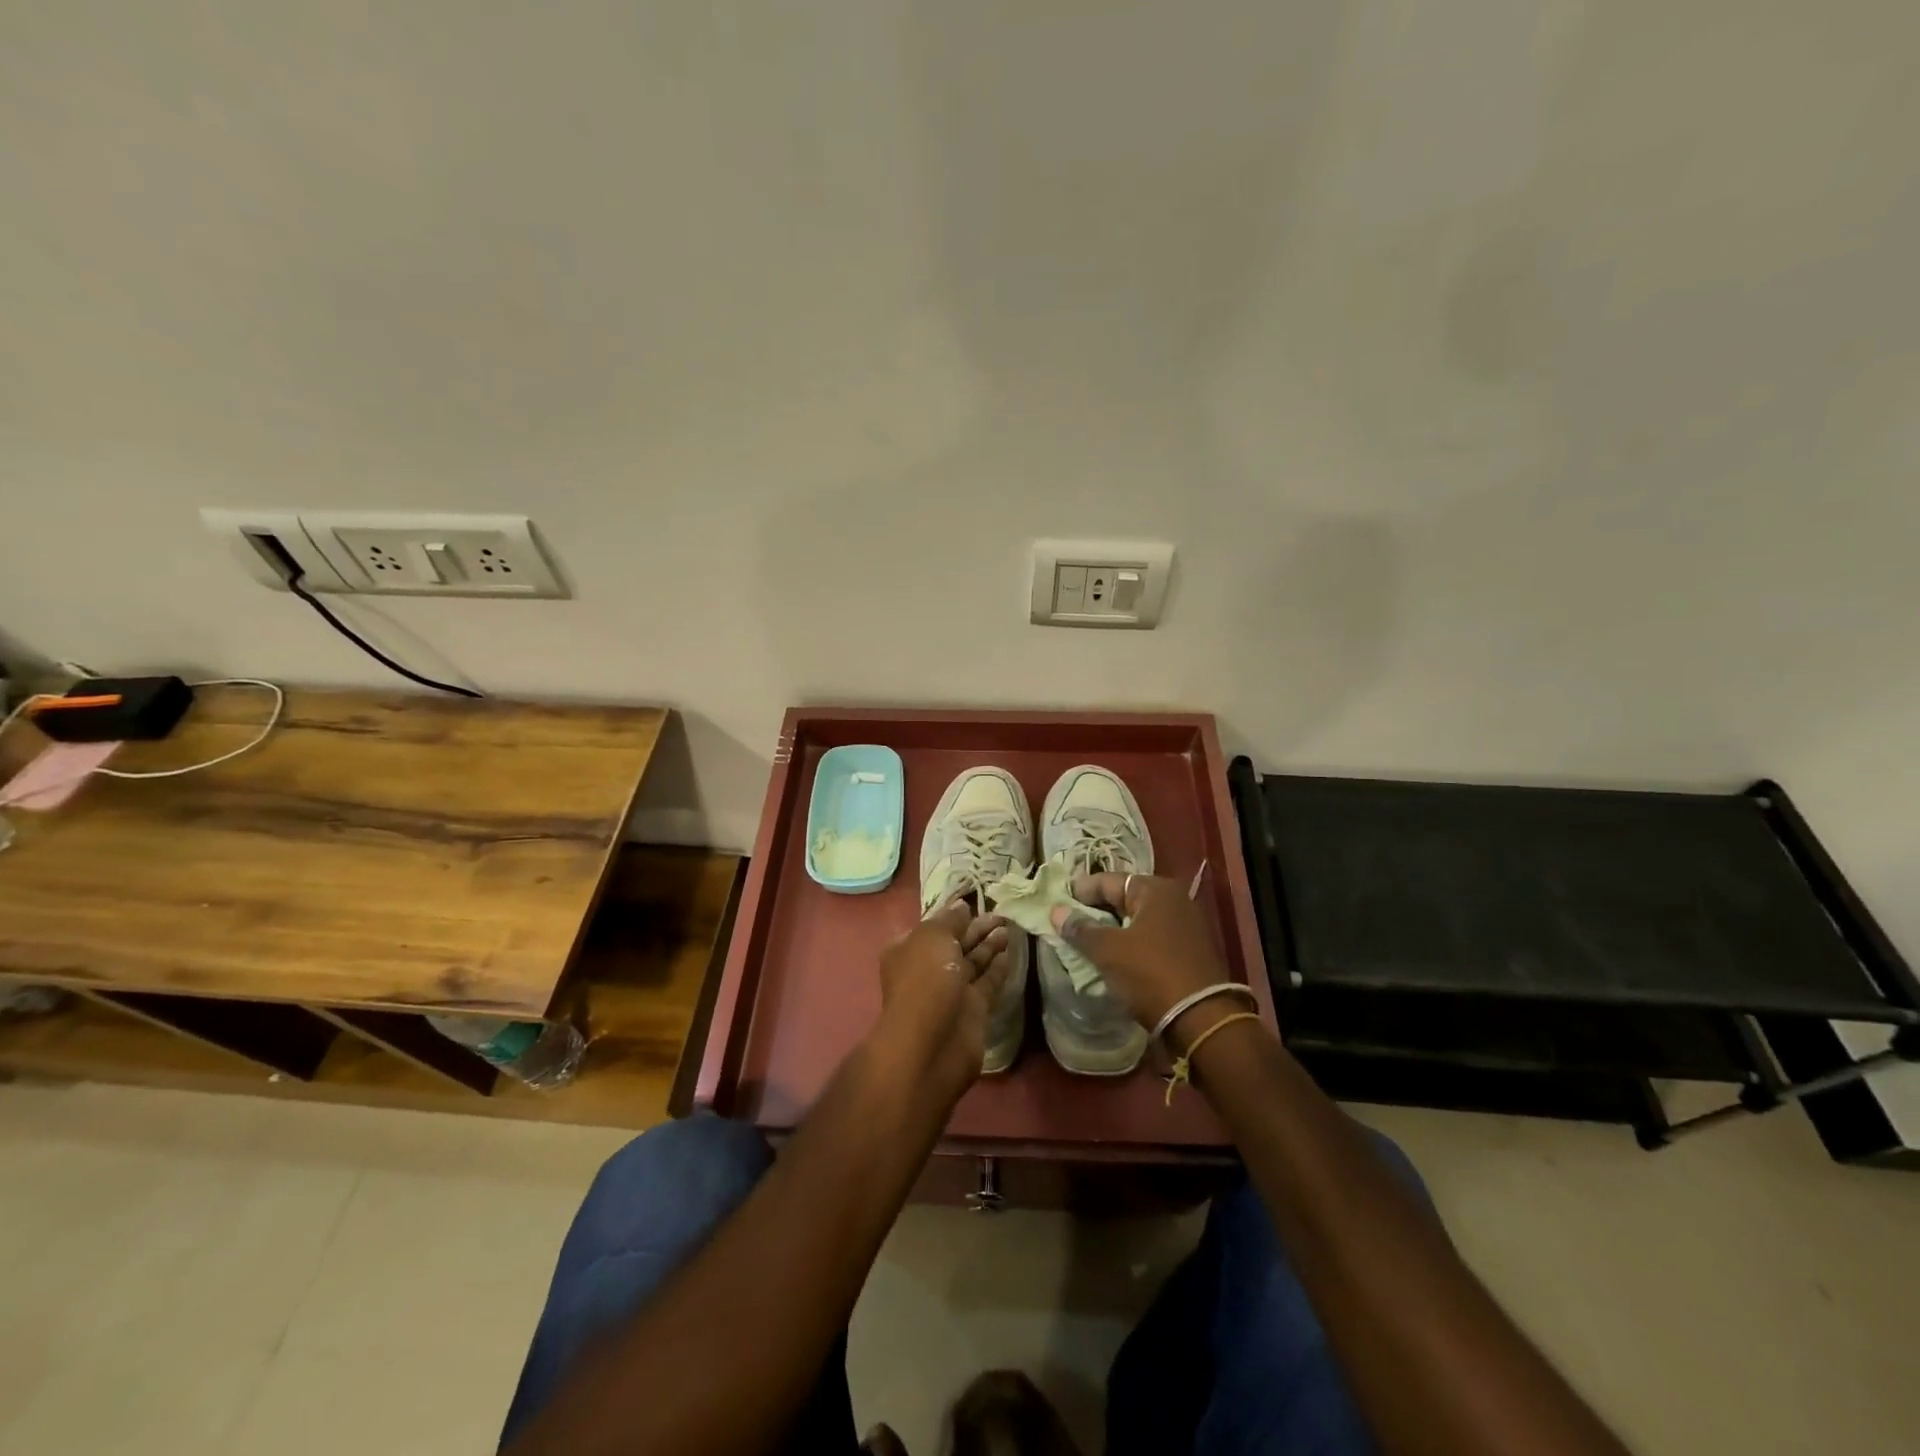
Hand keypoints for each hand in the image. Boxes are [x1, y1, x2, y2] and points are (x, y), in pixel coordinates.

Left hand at [876, 900, 1011, 1102]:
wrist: (931, 1046)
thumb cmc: (925, 981)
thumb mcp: (932, 938)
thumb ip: (950, 920)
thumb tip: (961, 907)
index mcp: (909, 949)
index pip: (934, 926)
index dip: (954, 915)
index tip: (976, 902)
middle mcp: (928, 969)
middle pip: (955, 943)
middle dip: (976, 929)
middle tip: (1002, 914)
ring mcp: (950, 991)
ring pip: (973, 962)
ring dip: (990, 946)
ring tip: (1009, 927)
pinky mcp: (972, 1010)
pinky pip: (987, 983)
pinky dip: (997, 968)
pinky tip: (1010, 952)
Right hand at [1050, 873, 1227, 1031]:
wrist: (1200, 1019)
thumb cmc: (1150, 974)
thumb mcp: (1108, 950)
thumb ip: (1080, 928)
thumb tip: (1056, 911)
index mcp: (1156, 889)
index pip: (1108, 881)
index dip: (1080, 891)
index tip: (1057, 904)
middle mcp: (1174, 899)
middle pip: (1124, 898)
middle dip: (1097, 910)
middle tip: (1069, 924)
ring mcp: (1185, 924)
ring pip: (1137, 919)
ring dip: (1113, 929)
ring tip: (1087, 942)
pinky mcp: (1189, 949)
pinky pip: (1151, 937)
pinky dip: (1131, 943)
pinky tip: (1114, 957)